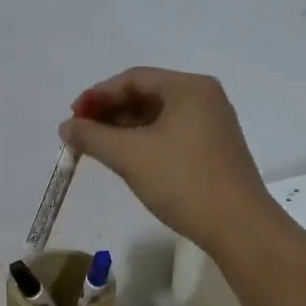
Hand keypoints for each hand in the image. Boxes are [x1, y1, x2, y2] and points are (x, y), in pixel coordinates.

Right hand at [59, 67, 274, 249]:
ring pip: (157, 116)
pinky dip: (143, 141)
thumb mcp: (130, 155)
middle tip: (81, 132)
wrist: (238, 227)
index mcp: (189, 88)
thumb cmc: (183, 181)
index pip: (133, 79)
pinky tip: (125, 158)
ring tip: (96, 147)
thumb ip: (92, 136)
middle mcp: (203, 98)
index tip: (73, 116)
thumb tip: (66, 126)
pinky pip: (170, 133)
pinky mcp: (213, 149)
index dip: (98, 95)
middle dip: (109, 112)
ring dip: (123, 128)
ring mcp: (211, 124)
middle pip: (146, 94)